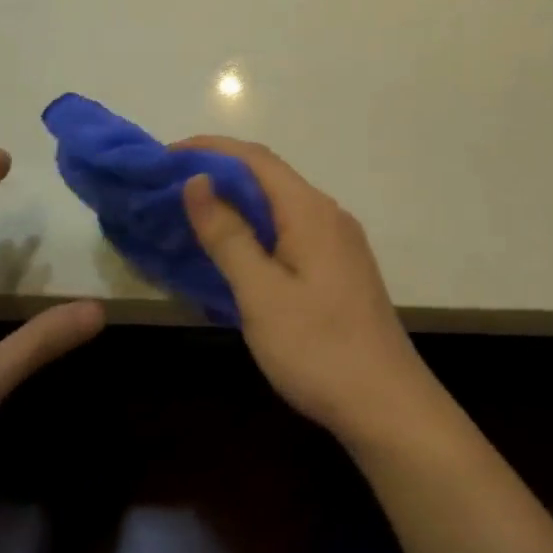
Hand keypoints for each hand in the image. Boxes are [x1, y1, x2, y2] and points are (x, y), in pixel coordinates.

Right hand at [177, 137, 433, 446]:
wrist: (387, 404)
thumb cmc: (318, 348)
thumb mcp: (261, 294)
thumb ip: (228, 235)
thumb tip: (198, 180)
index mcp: (311, 211)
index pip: (255, 158)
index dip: (210, 149)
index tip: (166, 157)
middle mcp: (329, 215)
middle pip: (269, 178)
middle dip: (220, 174)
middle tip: (170, 189)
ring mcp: (340, 242)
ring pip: (281, 207)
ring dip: (238, 204)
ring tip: (193, 216)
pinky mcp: (341, 268)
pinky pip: (292, 231)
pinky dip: (258, 230)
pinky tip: (236, 253)